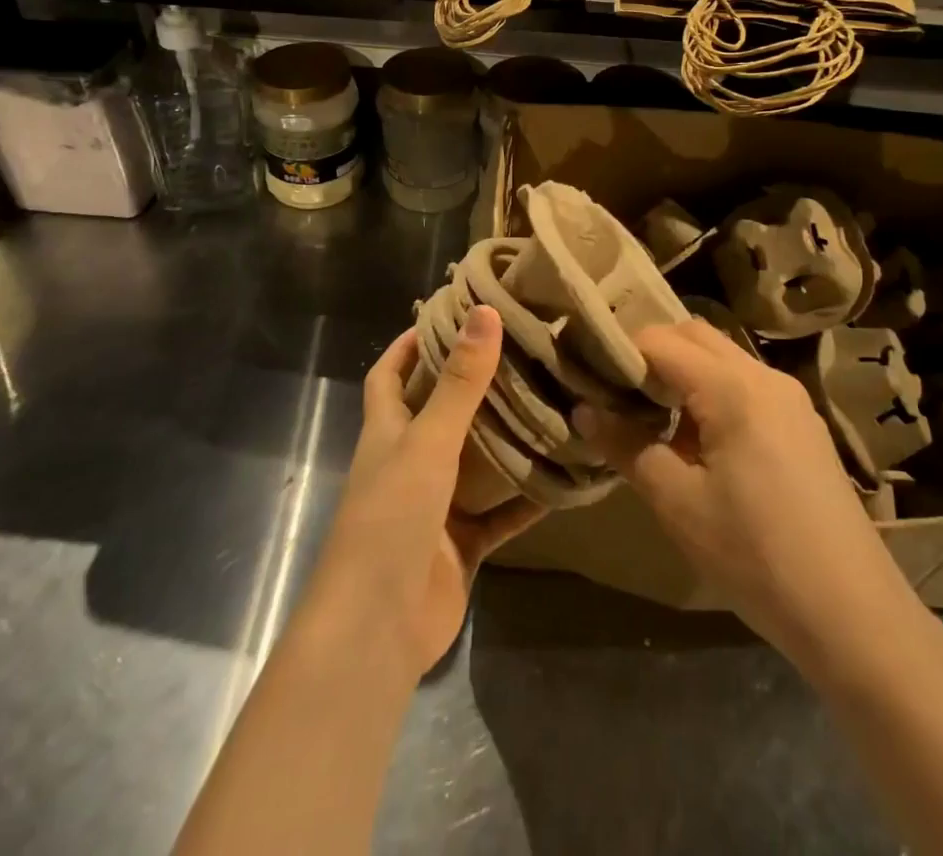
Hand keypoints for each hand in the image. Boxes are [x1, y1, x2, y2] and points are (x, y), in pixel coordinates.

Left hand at [308, 307, 543, 679]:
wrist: (377, 630)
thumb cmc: (391, 519)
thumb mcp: (428, 442)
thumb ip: (460, 382)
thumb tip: (484, 312)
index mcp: (387, 434)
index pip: (388, 375)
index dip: (408, 345)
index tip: (445, 315)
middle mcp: (409, 464)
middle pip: (439, 413)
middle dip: (471, 385)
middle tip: (521, 352)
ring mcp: (436, 507)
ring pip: (476, 462)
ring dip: (506, 439)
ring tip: (550, 401)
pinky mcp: (462, 545)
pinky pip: (502, 514)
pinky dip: (527, 498)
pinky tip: (565, 477)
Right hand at [574, 320, 922, 675]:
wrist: (852, 613)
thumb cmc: (755, 555)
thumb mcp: (678, 503)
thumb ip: (627, 447)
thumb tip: (585, 411)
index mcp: (733, 387)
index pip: (661, 341)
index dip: (620, 352)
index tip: (588, 375)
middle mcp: (765, 377)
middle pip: (695, 336)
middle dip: (651, 353)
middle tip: (615, 391)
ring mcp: (790, 399)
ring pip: (722, 359)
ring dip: (682, 374)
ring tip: (649, 417)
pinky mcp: (802, 424)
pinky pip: (745, 386)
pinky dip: (711, 393)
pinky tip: (696, 440)